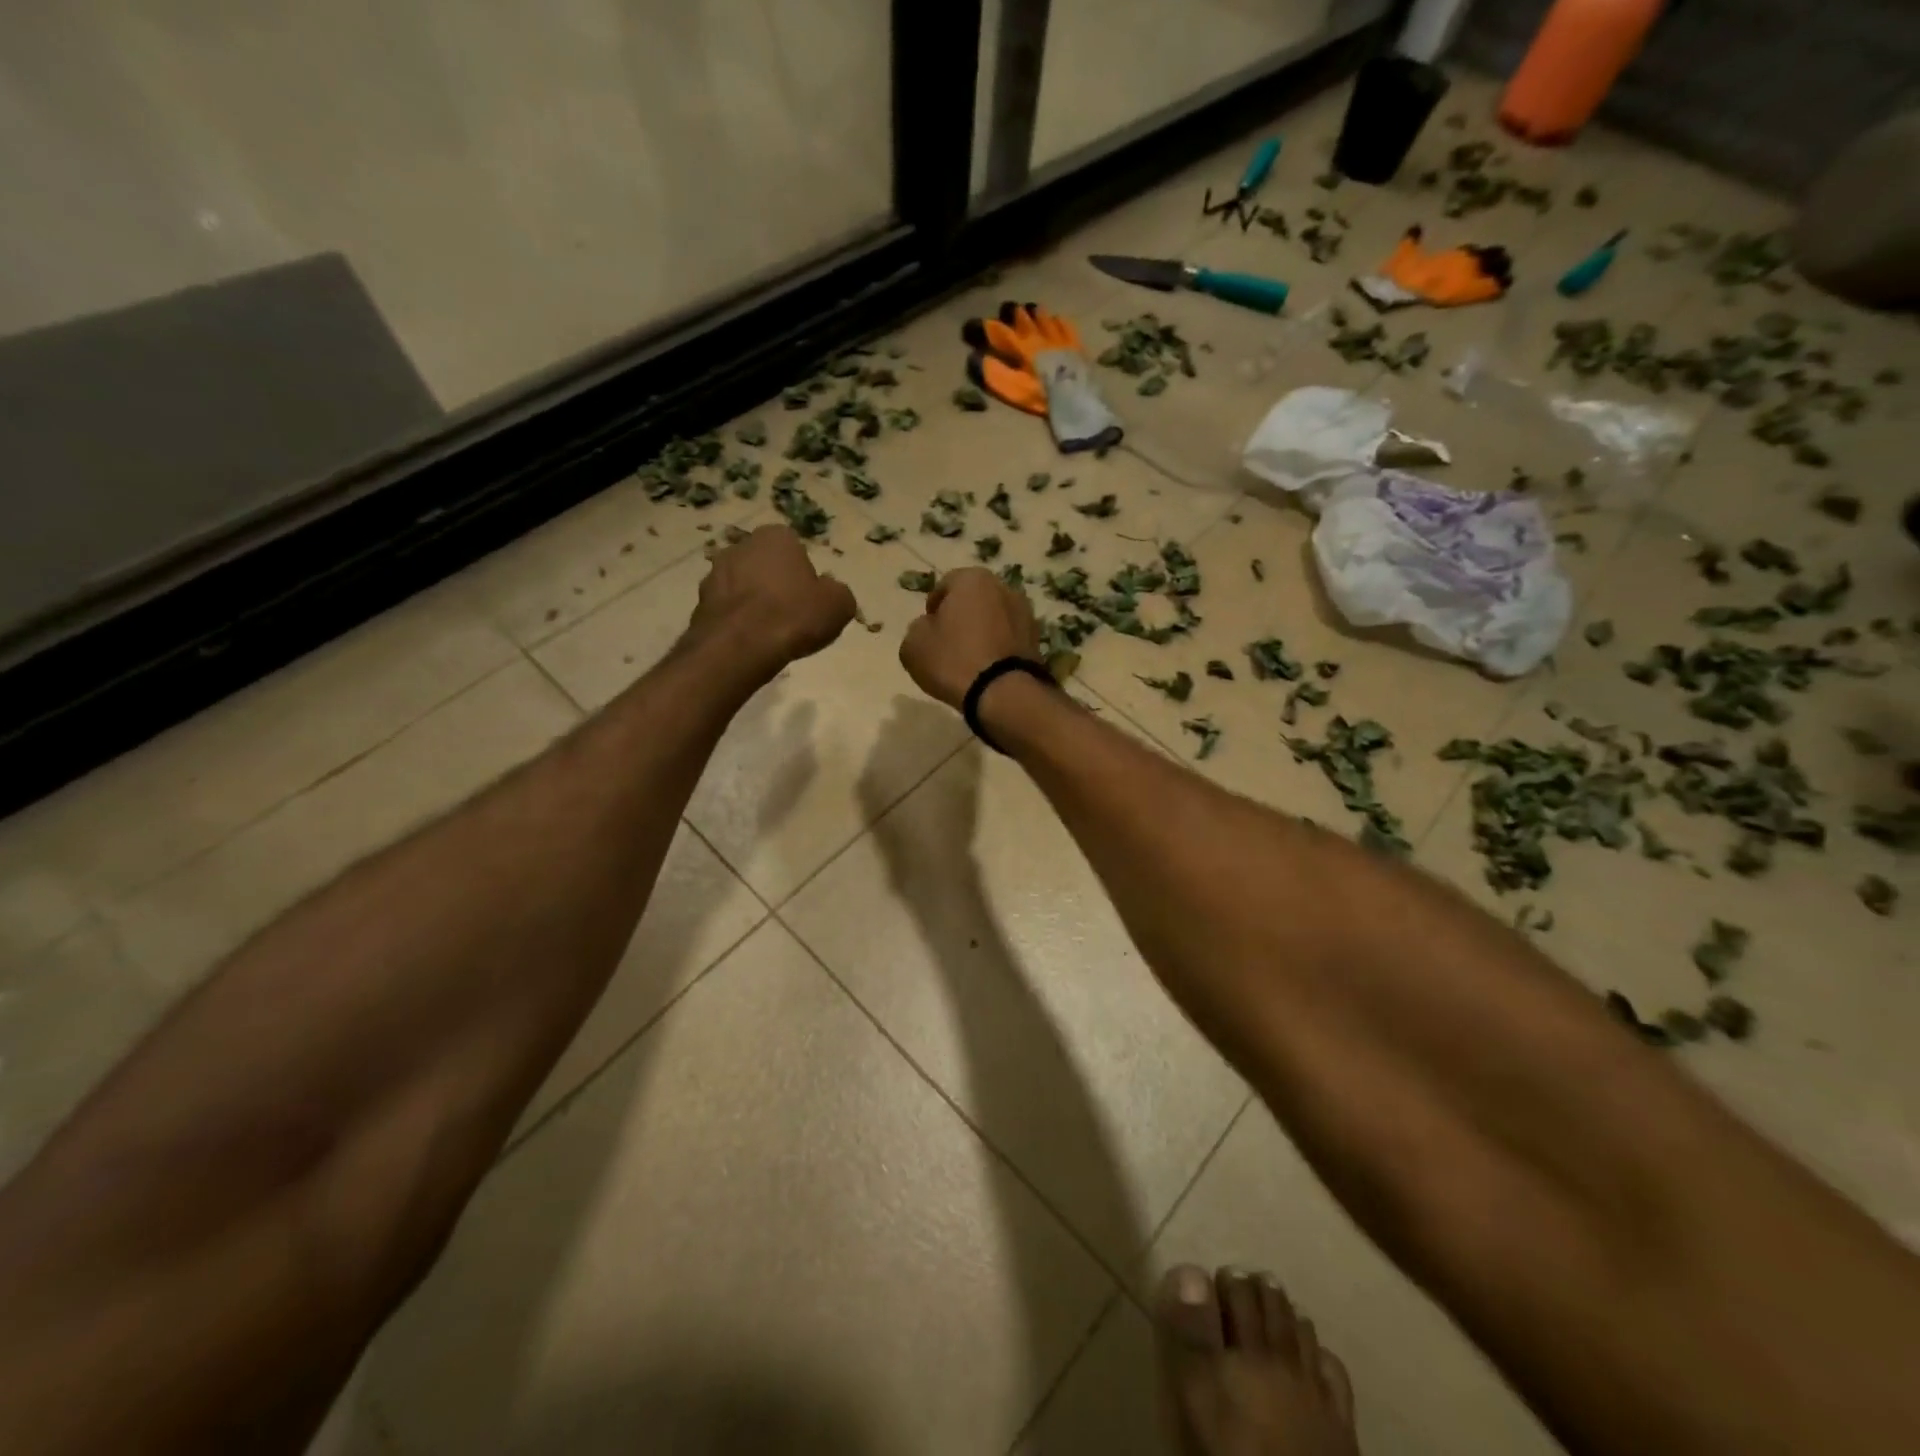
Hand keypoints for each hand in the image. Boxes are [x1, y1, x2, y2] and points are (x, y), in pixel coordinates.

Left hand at [690, 525, 856, 679]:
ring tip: (770, 634)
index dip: (804, 575)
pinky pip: (728, 610)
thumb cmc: (794, 616)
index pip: (795, 549)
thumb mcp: (839, 604)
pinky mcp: (699, 603)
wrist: (740, 647)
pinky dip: (738, 622)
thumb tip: (828, 594)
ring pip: (743, 587)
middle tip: (792, 616)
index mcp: (775, 537)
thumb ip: (837, 593)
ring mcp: (714, 574)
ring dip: (754, 604)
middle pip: (766, 566)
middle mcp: (741, 546)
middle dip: (776, 585)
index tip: (811, 599)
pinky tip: (750, 643)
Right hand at [900, 567, 1041, 709]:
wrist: (1003, 693)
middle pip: (974, 600)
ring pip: (994, 619)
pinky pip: (1009, 638)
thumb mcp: (914, 645)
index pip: (945, 585)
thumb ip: (918, 628)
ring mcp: (1026, 613)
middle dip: (961, 616)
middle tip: (948, 642)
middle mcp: (1004, 588)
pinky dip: (998, 647)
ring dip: (983, 631)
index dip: (933, 608)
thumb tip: (930, 627)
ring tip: (970, 658)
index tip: (929, 630)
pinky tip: (988, 668)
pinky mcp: (1037, 640)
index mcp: (972, 579)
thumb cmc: (953, 661)